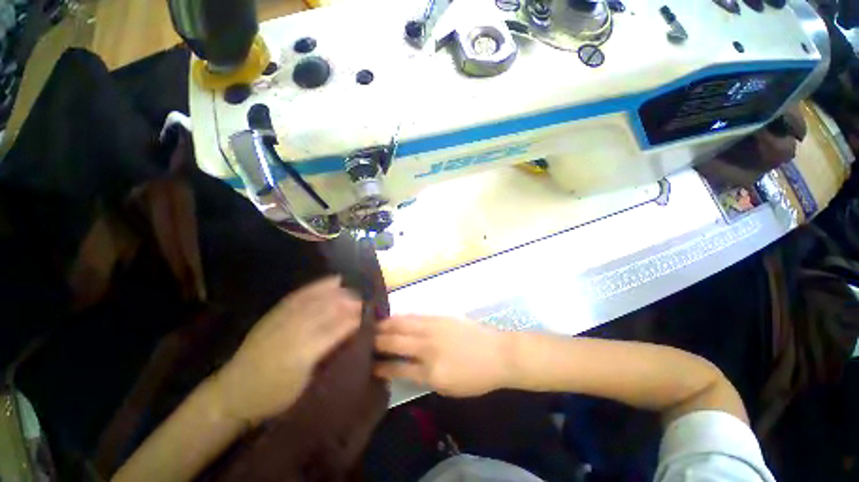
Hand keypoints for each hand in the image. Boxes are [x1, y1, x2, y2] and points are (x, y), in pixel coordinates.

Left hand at [212, 276, 361, 425]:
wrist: (234, 392)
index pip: (336, 330)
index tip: (367, 315)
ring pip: (317, 299)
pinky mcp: (275, 313)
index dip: (353, 320)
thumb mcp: (305, 384)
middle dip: (348, 303)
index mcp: (304, 353)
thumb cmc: (274, 395)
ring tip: (351, 290)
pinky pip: (301, 294)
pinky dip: (318, 286)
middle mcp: (295, 331)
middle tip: (362, 301)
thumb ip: (327, 358)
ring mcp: (283, 320)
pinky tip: (331, 281)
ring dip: (337, 292)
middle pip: (328, 310)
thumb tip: (350, 337)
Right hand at [374, 315, 512, 396]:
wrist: (498, 354)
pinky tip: (394, 317)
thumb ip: (424, 377)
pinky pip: (416, 316)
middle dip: (377, 342)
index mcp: (430, 372)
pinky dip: (402, 317)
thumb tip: (405, 368)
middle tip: (362, 341)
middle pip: (396, 342)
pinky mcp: (440, 317)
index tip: (368, 365)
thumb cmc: (475, 377)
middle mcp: (428, 348)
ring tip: (372, 326)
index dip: (381, 367)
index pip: (397, 368)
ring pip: (403, 325)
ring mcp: (434, 329)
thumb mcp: (448, 387)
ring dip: (386, 326)